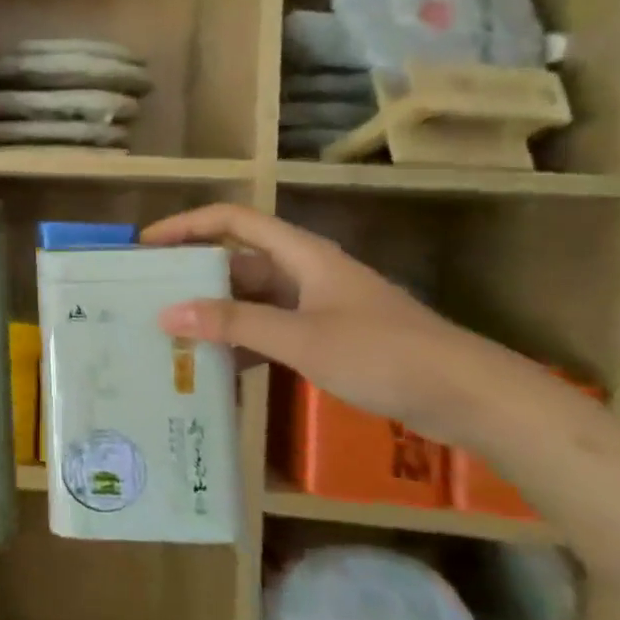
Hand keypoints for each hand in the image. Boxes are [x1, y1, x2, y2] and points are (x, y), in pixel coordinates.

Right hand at [139, 203, 538, 442]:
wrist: (473, 398)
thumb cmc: (386, 354)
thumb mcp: (302, 338)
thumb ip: (234, 323)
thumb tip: (167, 313)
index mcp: (301, 254)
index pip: (232, 221)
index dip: (187, 225)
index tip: (146, 245)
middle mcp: (305, 272)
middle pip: (237, 260)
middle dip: (194, 274)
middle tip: (150, 296)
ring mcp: (318, 306)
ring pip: (252, 299)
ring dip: (216, 312)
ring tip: (173, 333)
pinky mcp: (329, 337)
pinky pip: (270, 329)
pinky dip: (243, 341)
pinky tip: (219, 367)